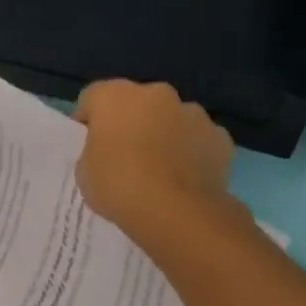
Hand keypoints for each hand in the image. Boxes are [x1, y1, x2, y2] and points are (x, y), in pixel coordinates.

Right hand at [73, 80, 236, 241]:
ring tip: (157, 169)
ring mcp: (194, 113)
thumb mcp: (84, 169)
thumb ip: (95, 148)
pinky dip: (190, 151)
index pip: (92, 97)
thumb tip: (110, 147)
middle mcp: (157, 94)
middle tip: (123, 154)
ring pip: (171, 118)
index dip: (88, 120)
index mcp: (116, 96)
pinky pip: (197, 139)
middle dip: (130, 122)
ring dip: (162, 134)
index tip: (87, 144)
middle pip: (137, 102)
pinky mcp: (220, 137)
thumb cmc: (118, 185)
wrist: (175, 211)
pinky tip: (183, 178)